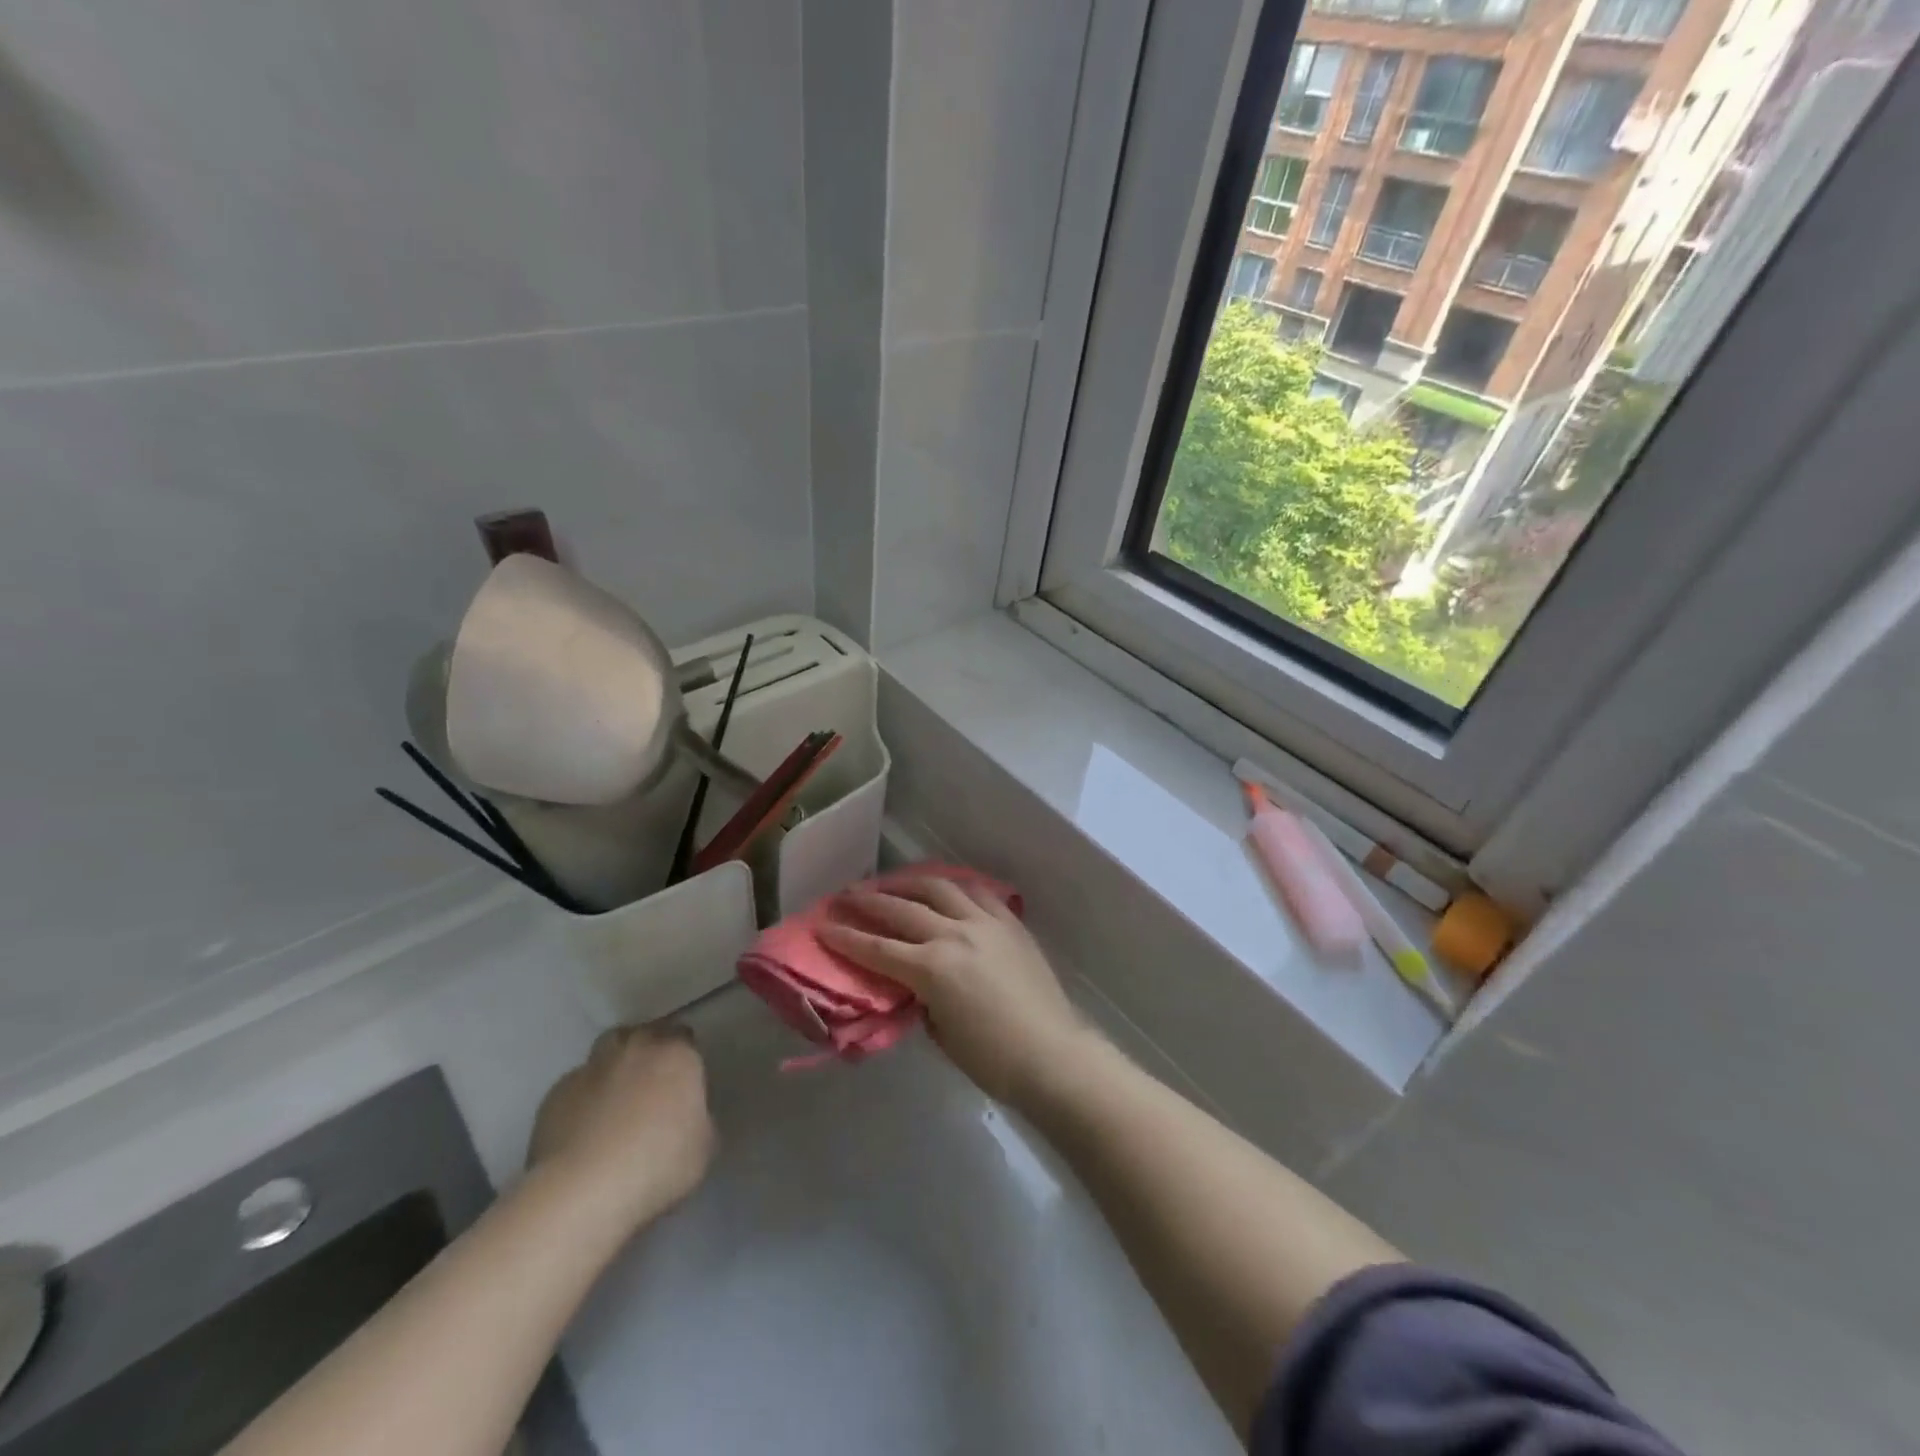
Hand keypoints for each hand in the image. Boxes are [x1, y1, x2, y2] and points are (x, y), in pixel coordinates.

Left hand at [528, 1024, 714, 1231]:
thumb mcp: (703, 1146)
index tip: (684, 1080)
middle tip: (650, 1084)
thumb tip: (687, 1117)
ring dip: (612, 1067)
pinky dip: (582, 1100)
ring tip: (614, 1101)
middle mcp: (634, 1049)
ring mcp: (590, 1069)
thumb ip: (699, 1119)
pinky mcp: (554, 1096)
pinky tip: (583, 1131)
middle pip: (641, 1035)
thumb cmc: (658, 1163)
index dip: (684, 1055)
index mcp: (675, 1054)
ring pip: (604, 1053)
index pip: (683, 1036)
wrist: (584, 1190)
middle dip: (646, 1052)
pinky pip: (574, 1088)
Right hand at [819, 876, 1091, 1104]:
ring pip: (939, 888)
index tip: (823, 926)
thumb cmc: (992, 1059)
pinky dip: (953, 887)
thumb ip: (920, 999)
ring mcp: (985, 923)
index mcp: (932, 968)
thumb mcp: (940, 1033)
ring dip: (908, 882)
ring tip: (890, 882)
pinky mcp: (1009, 922)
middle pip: (902, 910)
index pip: (877, 949)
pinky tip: (943, 887)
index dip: (846, 938)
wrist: (1052, 1054)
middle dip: (869, 901)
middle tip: (845, 895)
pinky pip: (976, 892)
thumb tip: (913, 982)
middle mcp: (954, 934)